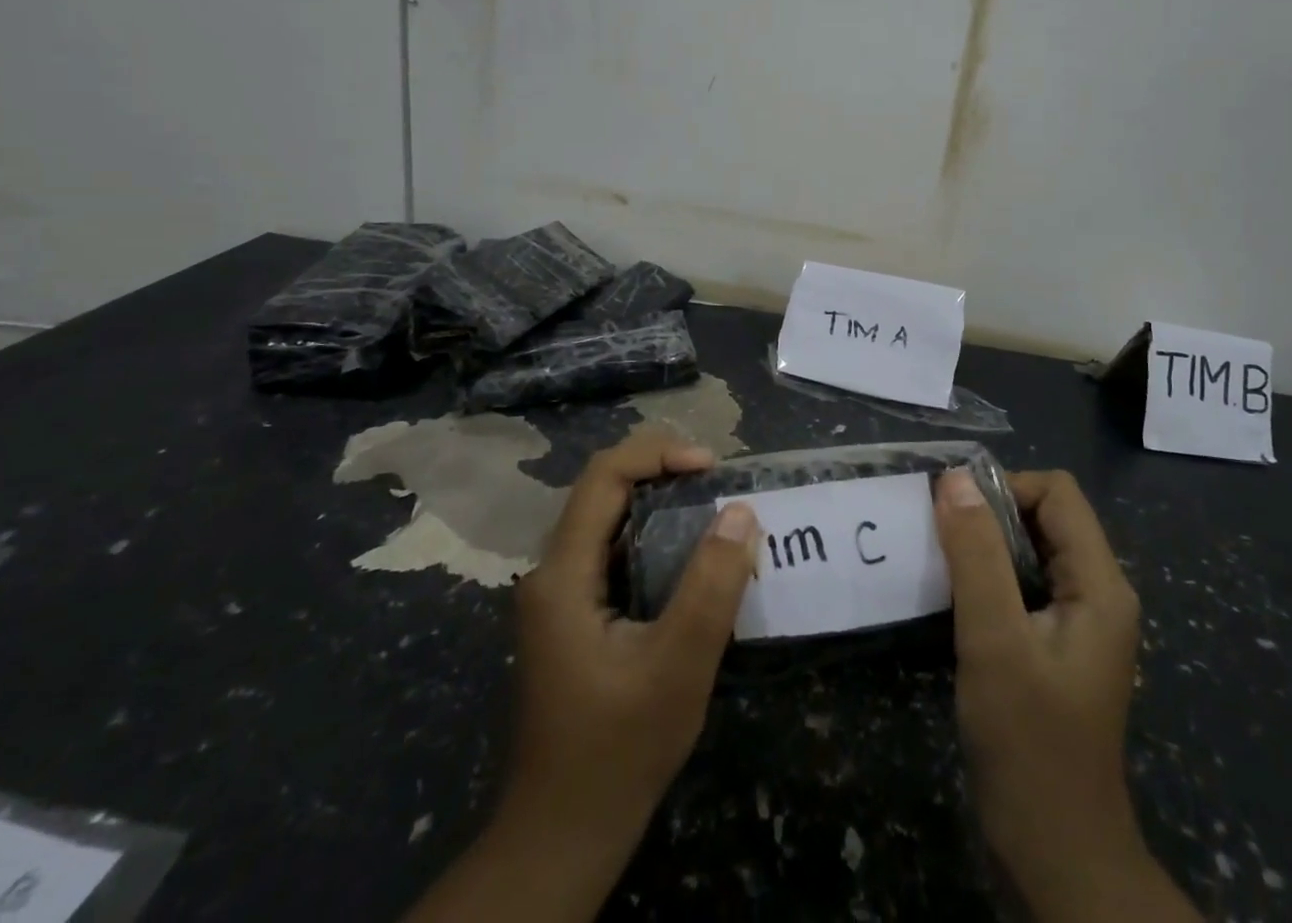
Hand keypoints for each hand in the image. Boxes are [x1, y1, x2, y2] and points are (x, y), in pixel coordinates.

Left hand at [404, 428, 758, 922]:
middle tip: (717, 482)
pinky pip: (612, 553)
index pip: (603, 477)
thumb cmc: (618, 752)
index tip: (711, 466)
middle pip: (602, 491)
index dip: (658, 454)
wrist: (562, 837)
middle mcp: (550, 573)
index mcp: (561, 575)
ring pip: (607, 521)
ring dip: (658, 504)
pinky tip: (688, 560)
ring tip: (711, 511)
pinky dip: (652, 539)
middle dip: (661, 472)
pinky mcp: (572, 619)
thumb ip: (711, 586)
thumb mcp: (677, 667)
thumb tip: (740, 512)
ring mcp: (558, 597)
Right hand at [934, 468, 1197, 922]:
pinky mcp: (1055, 645)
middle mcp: (1098, 592)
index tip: (953, 514)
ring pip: (1030, 550)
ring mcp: (1078, 621)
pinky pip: (1022, 584)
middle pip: (1045, 516)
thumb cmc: (1029, 743)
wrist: (1055, 854)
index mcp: (1100, 584)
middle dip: (989, 516)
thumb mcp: (994, 640)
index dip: (1004, 488)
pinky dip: (987, 578)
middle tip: (938, 538)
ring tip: (938, 562)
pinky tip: (953, 599)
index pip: (1056, 493)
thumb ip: (975, 554)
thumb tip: (953, 478)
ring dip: (983, 547)